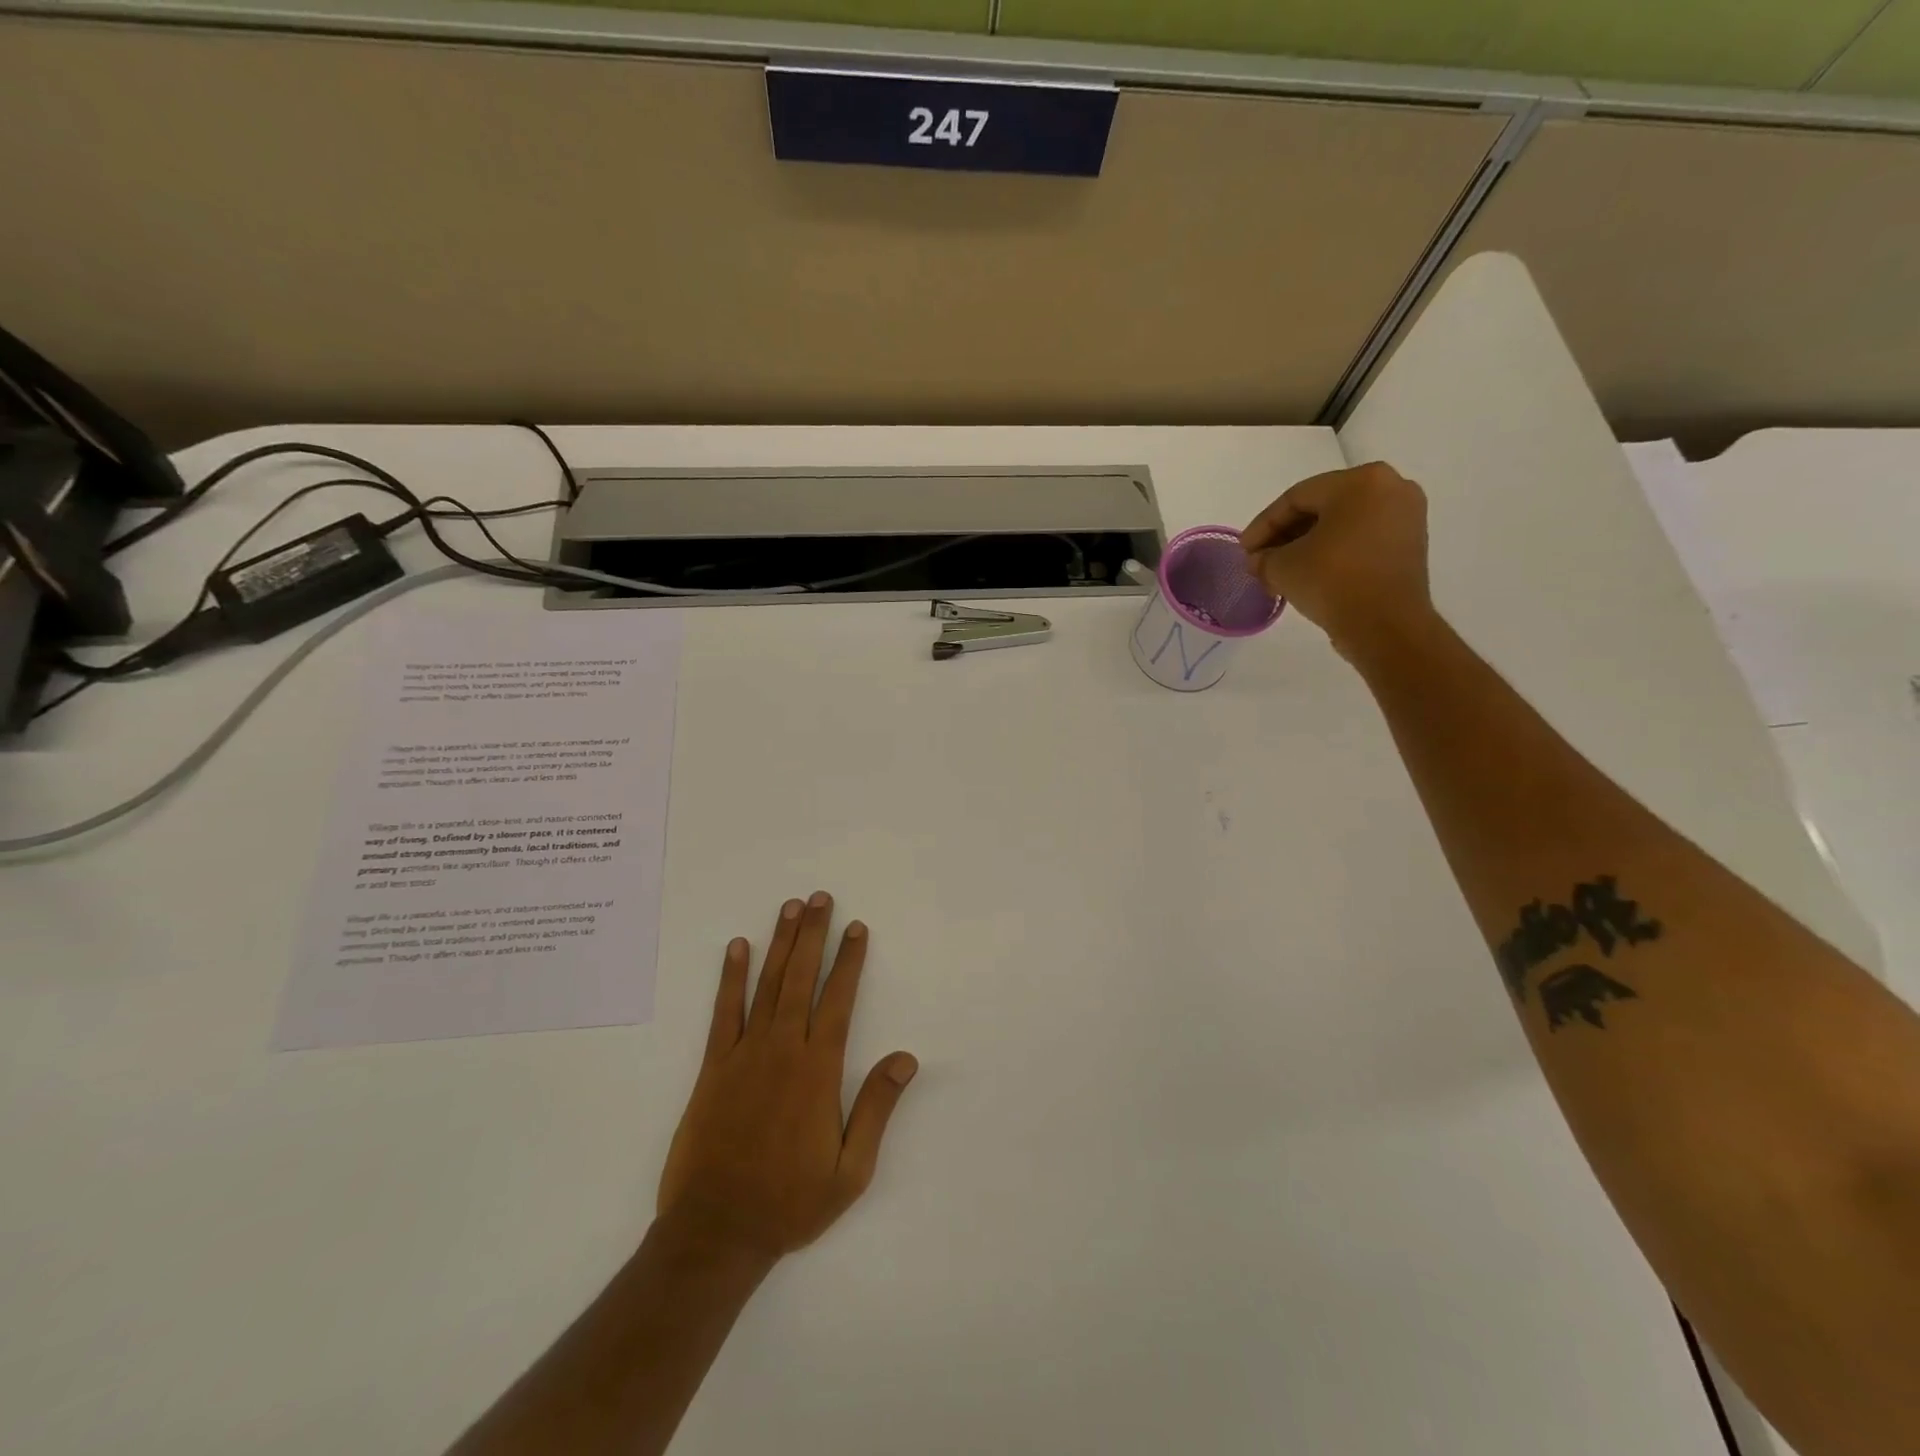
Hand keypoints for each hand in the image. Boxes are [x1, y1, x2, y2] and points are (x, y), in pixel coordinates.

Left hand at [657, 892, 917, 1262]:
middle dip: (813, 935)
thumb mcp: (850, 1170)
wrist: (716, 1232)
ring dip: (780, 943)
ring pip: (767, 985)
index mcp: (819, 1071)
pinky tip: (738, 947)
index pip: (839, 1000)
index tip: (856, 928)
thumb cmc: (790, 1202)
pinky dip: (731, 977)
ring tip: (789, 908)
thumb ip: (877, 1108)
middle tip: (820, 898)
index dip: (849, 961)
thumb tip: (906, 1058)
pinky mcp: (714, 1067)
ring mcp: (745, 1054)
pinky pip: (724, 1012)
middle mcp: (784, 1050)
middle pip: (802, 979)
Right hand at [1240, 462, 1433, 659]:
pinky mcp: (1410, 543)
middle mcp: (1390, 487)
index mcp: (1360, 481)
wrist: (1386, 626)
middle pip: (1321, 507)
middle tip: (1260, 560)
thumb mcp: (1282, 567)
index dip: (1263, 525)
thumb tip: (1260, 561)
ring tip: (1280, 571)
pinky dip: (1333, 551)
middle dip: (1285, 535)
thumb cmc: (1333, 582)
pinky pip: (1361, 538)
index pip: (1296, 498)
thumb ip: (1263, 558)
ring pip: (1342, 524)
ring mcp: (1406, 516)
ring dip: (1307, 545)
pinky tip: (1309, 574)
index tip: (1244, 550)